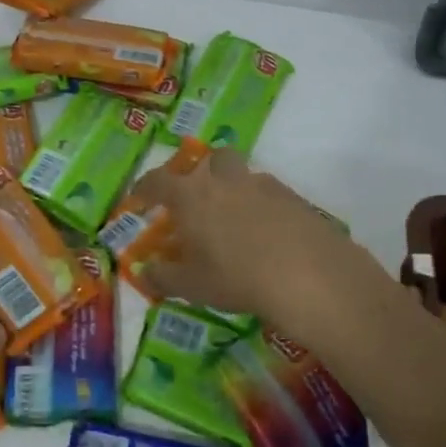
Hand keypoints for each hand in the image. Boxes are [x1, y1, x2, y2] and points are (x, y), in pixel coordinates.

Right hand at [132, 148, 385, 342]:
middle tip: (198, 201)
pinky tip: (266, 232)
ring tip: (234, 220)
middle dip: (201, 174)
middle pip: (209, 161)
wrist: (307, 273)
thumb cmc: (235, 277)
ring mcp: (262, 184)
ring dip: (233, 188)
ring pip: (241, 174)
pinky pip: (269, 192)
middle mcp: (224, 179)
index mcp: (191, 195)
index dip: (144, 188)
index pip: (157, 181)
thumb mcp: (191, 285)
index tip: (138, 198)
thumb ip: (163, 277)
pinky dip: (261, 205)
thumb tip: (145, 272)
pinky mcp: (293, 196)